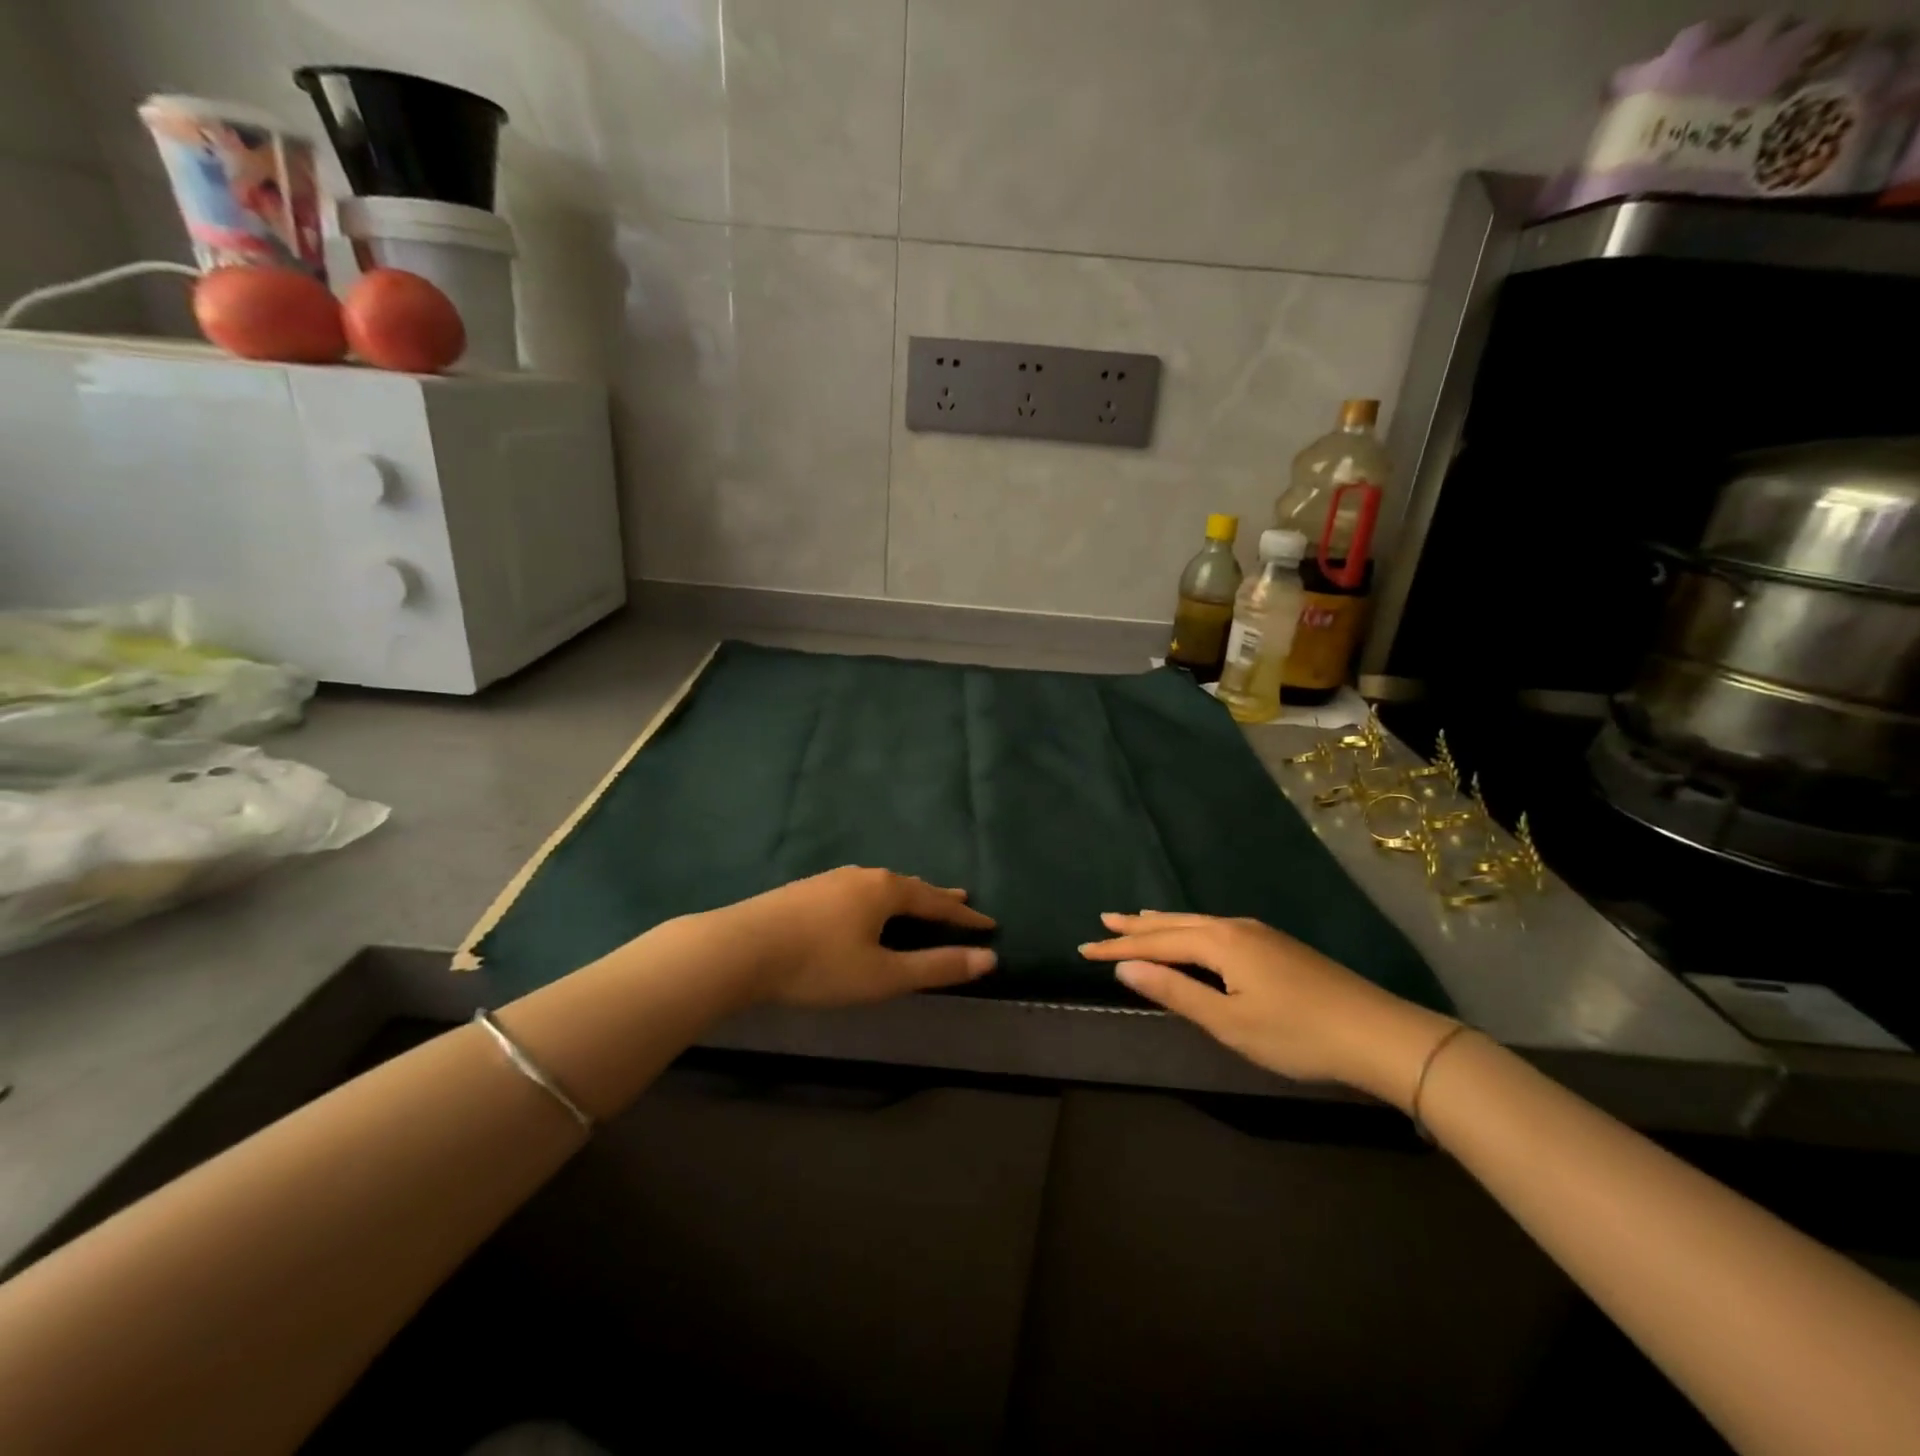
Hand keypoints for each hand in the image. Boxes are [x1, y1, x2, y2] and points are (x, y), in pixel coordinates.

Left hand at [702, 866, 996, 1008]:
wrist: (741, 948)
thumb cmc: (819, 965)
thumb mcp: (884, 975)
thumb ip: (936, 967)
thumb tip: (988, 958)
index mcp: (886, 891)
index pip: (936, 902)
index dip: (964, 917)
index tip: (990, 924)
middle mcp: (863, 876)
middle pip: (910, 886)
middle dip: (937, 898)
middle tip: (961, 900)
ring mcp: (831, 880)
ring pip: (880, 885)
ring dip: (906, 896)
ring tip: (917, 901)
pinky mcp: (807, 890)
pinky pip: (857, 890)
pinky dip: (877, 898)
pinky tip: (864, 906)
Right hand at [1079, 912, 1456, 1107]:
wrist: (1378, 1033)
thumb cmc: (1297, 1034)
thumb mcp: (1228, 1021)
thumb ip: (1175, 992)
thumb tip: (1124, 969)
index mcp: (1219, 942)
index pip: (1155, 943)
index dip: (1118, 948)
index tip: (1083, 948)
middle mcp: (1234, 926)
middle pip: (1174, 923)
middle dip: (1136, 926)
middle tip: (1102, 920)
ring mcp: (1258, 932)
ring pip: (1196, 922)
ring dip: (1163, 923)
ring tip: (1137, 919)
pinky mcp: (1275, 944)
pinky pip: (1215, 927)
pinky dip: (1189, 928)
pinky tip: (1192, 934)